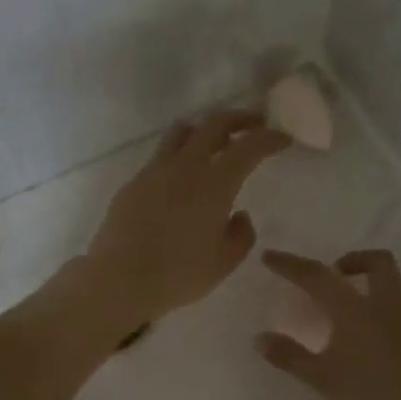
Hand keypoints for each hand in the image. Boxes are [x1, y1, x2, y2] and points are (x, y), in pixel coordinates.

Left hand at [82, 110, 288, 330]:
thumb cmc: (178, 275)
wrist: (118, 280)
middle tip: (254, 125)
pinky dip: (179, 154)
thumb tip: (239, 215)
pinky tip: (181, 176)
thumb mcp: (223, 263)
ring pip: (181, 132)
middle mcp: (185, 167)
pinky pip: (160, 156)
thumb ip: (240, 235)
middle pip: (213, 124)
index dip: (269, 138)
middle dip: (239, 119)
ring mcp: (154, 172)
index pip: (248, 147)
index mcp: (214, 185)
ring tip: (214, 141)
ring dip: (204, 128)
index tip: (283, 139)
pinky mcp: (133, 184)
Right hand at [256, 248, 400, 399]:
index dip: (291, 264)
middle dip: (354, 261)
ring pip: (395, 293)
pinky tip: (384, 356)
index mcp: (357, 311)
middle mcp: (391, 306)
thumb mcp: (325, 381)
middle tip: (336, 276)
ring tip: (355, 333)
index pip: (318, 276)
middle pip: (378, 262)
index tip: (270, 256)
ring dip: (373, 297)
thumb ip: (290, 357)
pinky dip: (391, 325)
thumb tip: (260, 338)